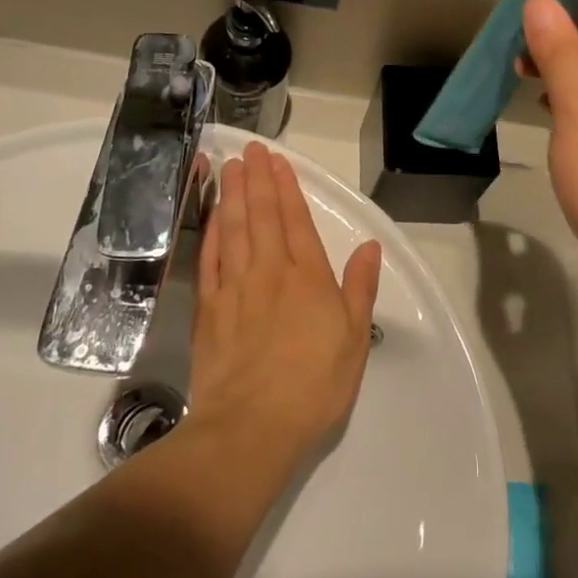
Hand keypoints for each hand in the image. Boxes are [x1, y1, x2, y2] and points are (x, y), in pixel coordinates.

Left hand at [189, 144, 381, 464]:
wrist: (251, 427)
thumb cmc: (314, 386)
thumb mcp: (354, 340)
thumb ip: (360, 288)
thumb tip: (369, 247)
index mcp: (308, 278)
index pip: (296, 220)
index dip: (286, 187)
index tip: (277, 161)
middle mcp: (270, 272)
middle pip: (261, 216)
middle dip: (256, 180)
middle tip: (249, 150)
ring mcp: (234, 288)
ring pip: (233, 229)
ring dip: (231, 196)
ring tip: (228, 167)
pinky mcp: (208, 309)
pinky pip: (209, 260)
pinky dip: (210, 233)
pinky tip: (211, 216)